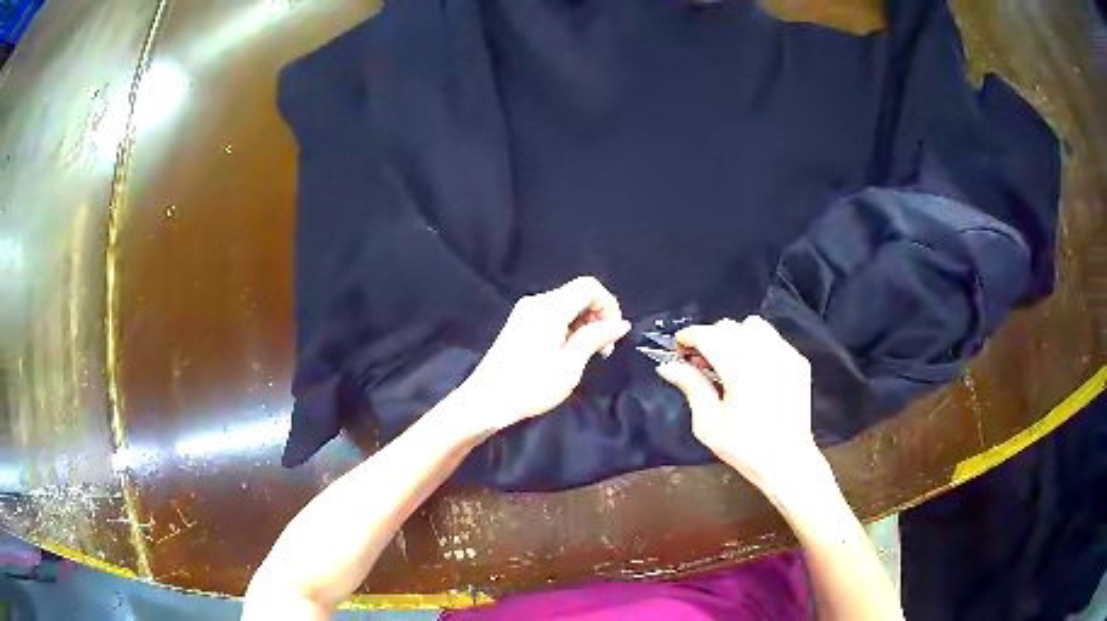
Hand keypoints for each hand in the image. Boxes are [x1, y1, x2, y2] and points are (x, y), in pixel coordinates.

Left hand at [455, 276, 630, 433]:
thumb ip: (595, 338)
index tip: (614, 334)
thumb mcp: (570, 366)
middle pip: (578, 293)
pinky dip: (568, 327)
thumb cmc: (530, 386)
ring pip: (566, 304)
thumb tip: (621, 324)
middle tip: (603, 350)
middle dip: (597, 316)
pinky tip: (567, 352)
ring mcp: (525, 311)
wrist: (486, 401)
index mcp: (550, 307)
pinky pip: (552, 314)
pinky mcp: (519, 323)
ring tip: (586, 355)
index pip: (589, 286)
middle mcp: (537, 302)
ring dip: (583, 324)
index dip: (609, 305)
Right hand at [656, 316, 827, 497]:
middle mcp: (765, 356)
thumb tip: (667, 365)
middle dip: (710, 337)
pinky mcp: (797, 360)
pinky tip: (752, 369)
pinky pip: (772, 338)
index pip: (709, 335)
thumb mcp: (708, 424)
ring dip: (735, 336)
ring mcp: (785, 355)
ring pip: (753, 325)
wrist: (787, 460)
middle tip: (701, 363)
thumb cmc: (744, 447)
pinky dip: (756, 344)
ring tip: (729, 361)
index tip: (678, 349)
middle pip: (729, 326)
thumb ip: (691, 386)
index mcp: (741, 371)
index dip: (689, 337)